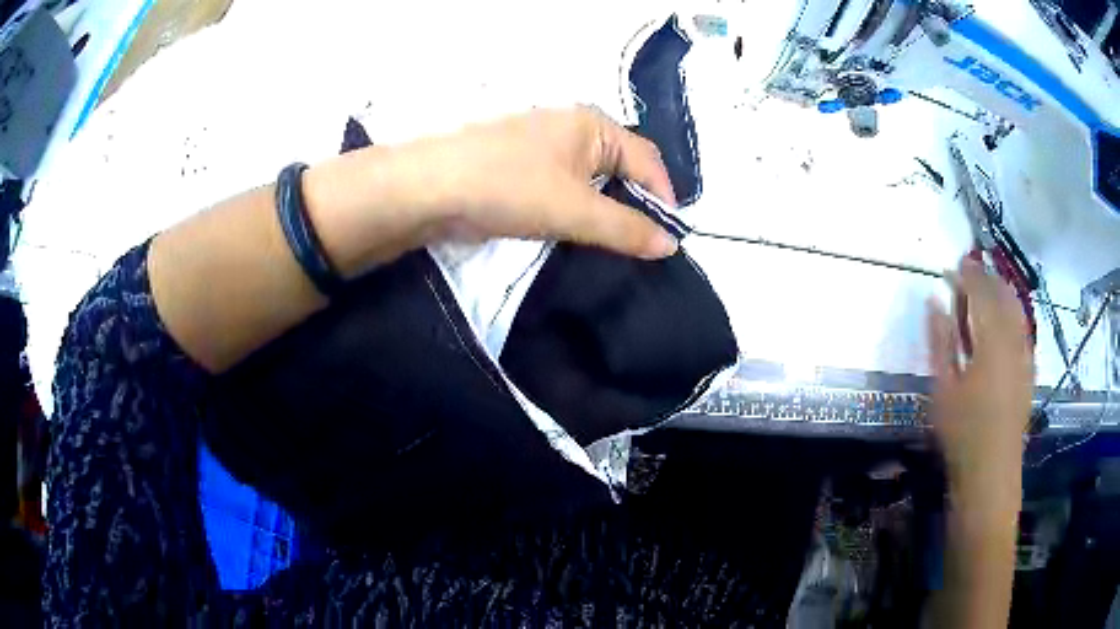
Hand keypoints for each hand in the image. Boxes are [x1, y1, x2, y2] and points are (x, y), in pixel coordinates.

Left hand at [408, 106, 678, 258]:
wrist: (431, 187)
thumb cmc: (510, 187)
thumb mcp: (576, 211)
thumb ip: (627, 228)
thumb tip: (671, 244)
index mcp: (593, 124)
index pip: (647, 159)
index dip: (663, 197)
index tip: (669, 237)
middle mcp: (573, 126)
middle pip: (621, 167)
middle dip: (635, 204)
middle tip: (643, 244)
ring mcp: (544, 144)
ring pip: (592, 179)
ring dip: (605, 209)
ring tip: (614, 244)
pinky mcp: (522, 164)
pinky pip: (565, 185)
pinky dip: (577, 207)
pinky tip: (577, 231)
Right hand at [926, 259, 1033, 509]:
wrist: (991, 471)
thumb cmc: (962, 432)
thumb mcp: (942, 388)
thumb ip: (940, 341)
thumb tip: (934, 302)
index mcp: (990, 341)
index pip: (982, 293)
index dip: (969, 274)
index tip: (955, 263)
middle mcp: (1013, 340)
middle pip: (1003, 295)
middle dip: (987, 277)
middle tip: (970, 269)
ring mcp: (1025, 355)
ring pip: (1017, 309)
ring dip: (1002, 291)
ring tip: (988, 286)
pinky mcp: (1029, 369)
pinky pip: (1024, 328)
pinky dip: (1014, 313)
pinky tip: (1006, 318)